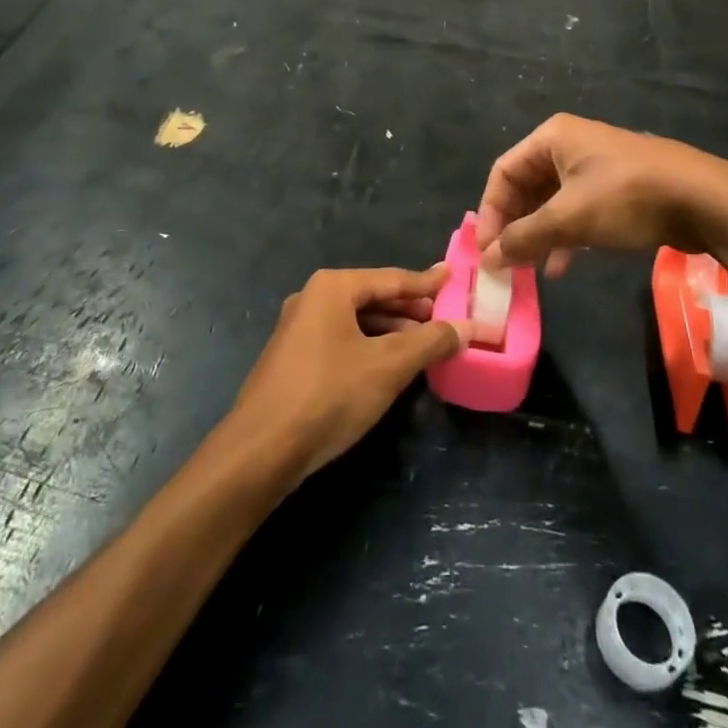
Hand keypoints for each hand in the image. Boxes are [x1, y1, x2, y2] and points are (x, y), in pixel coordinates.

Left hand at [232, 266, 470, 486]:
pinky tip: (389, 366)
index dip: (426, 283)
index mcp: (332, 287)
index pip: (391, 279)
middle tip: (446, 318)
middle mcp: (312, 299)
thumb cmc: (329, 395)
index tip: (454, 277)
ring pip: (356, 321)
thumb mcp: (388, 366)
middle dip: (410, 309)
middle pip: (373, 297)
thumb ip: (430, 342)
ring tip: (425, 344)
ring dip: (391, 331)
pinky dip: (370, 347)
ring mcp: (298, 329)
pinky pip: (341, 341)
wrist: (261, 450)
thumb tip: (466, 327)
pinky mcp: (293, 359)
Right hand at [476, 114, 727, 274]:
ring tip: (530, 270)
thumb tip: (489, 259)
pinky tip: (562, 266)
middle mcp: (569, 145)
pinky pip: (577, 210)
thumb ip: (524, 238)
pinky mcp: (617, 188)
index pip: (502, 173)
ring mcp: (596, 166)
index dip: (490, 213)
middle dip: (515, 226)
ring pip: (552, 202)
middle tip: (506, 264)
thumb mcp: (570, 218)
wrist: (707, 200)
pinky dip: (565, 236)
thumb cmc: (628, 198)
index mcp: (552, 138)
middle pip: (525, 187)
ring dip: (539, 235)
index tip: (487, 252)